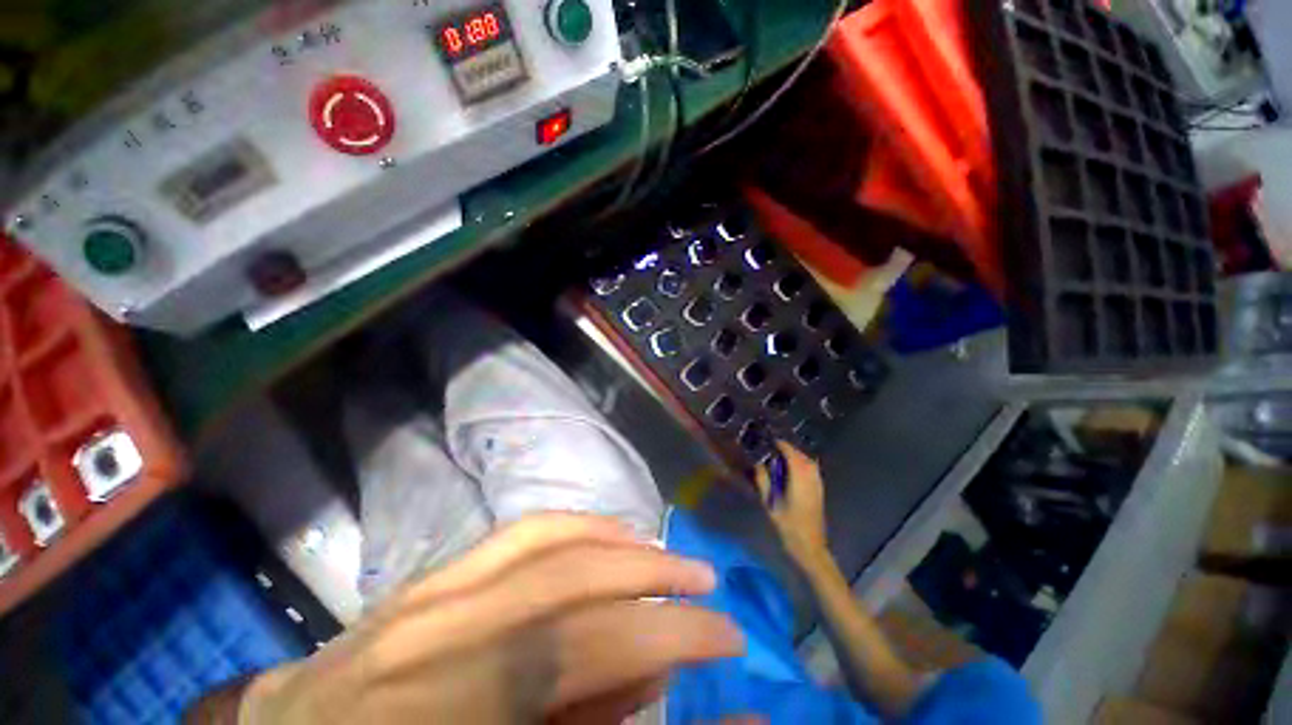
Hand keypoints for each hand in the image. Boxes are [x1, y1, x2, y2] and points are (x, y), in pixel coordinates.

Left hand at [240, 514, 742, 723]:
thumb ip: (590, 723)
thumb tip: (659, 671)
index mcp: (443, 709)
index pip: (577, 651)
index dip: (667, 636)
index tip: (726, 636)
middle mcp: (434, 635)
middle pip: (570, 583)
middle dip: (654, 578)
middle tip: (707, 585)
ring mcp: (429, 590)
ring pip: (548, 538)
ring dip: (620, 543)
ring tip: (666, 556)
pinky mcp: (433, 572)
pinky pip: (522, 530)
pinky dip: (578, 525)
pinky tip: (608, 532)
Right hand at [755, 441, 828, 564]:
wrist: (810, 547)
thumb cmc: (788, 526)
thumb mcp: (770, 504)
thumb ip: (764, 481)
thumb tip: (758, 465)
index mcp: (799, 480)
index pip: (792, 456)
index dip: (783, 446)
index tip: (772, 441)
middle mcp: (811, 479)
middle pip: (803, 457)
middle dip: (790, 449)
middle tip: (776, 447)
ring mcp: (818, 485)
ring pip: (810, 463)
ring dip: (798, 456)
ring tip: (784, 455)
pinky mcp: (820, 491)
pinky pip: (813, 470)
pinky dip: (804, 464)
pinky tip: (795, 468)